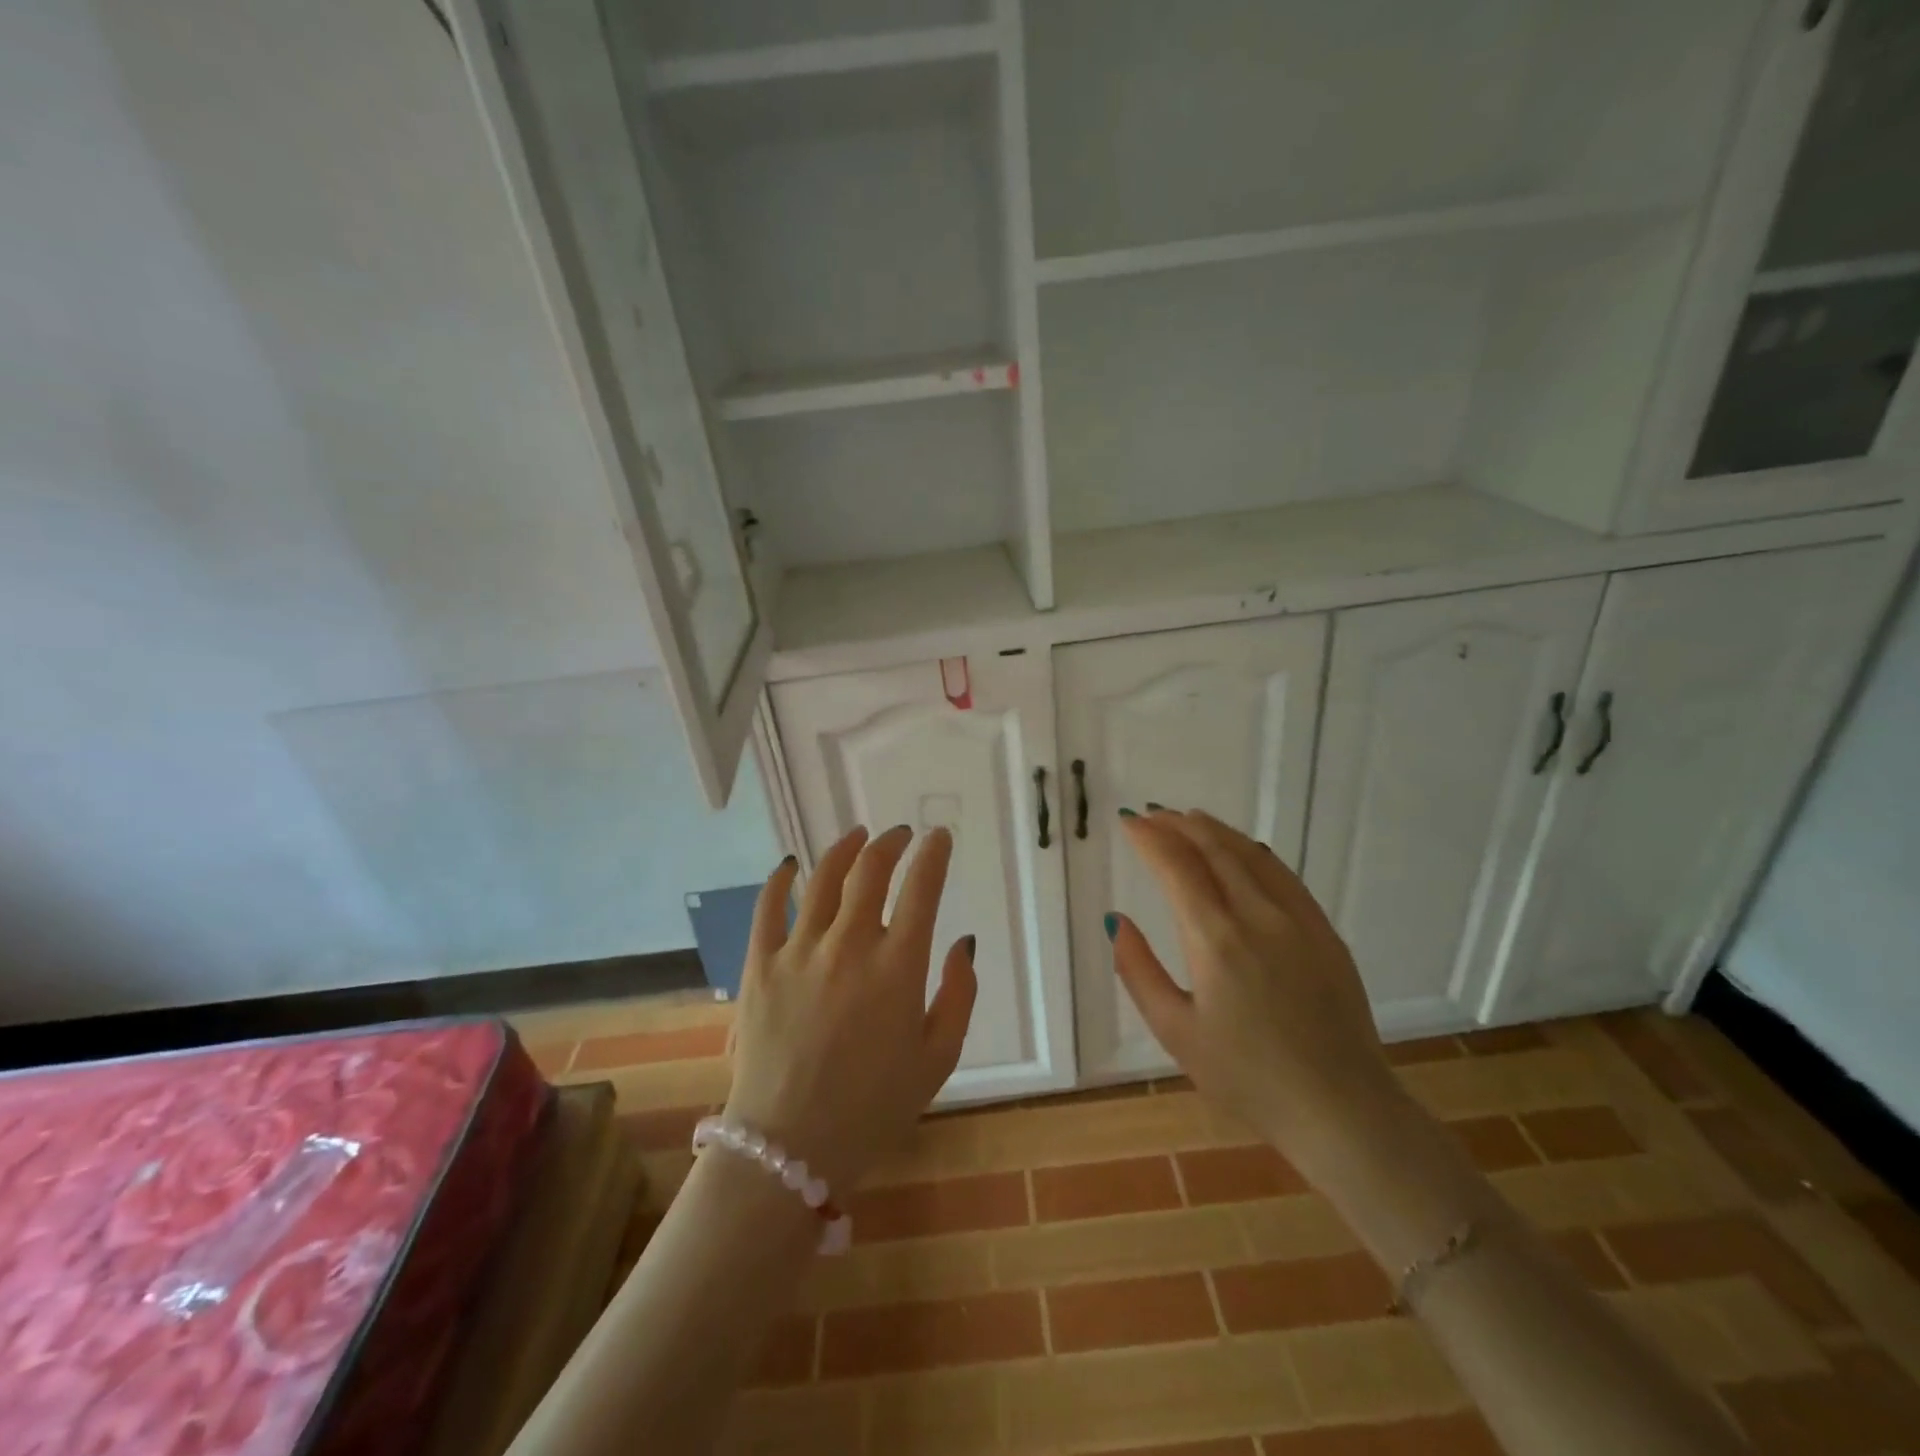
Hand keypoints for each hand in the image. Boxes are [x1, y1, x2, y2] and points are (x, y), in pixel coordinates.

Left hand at [723, 825, 976, 1194]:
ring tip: (857, 836)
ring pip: (823, 878)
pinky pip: (768, 907)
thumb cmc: (874, 1107)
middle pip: (871, 870)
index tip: (939, 837)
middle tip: (901, 835)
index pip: (921, 887)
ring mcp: (799, 951)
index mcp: (897, 966)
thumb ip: (959, 994)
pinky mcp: (759, 965)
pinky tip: (790, 864)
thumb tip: (963, 942)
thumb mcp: (938, 1058)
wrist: (790, 1148)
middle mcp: (849, 944)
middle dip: (891, 842)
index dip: (933, 854)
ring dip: (845, 848)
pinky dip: (781, 879)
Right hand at [1109, 809, 1402, 1180]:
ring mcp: (1298, 920)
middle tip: (1152, 814)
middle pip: (1214, 849)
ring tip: (1189, 819)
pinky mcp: (1325, 932)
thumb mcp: (1176, 1032)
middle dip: (1178, 825)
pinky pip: (1283, 875)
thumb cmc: (1248, 1078)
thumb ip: (1138, 971)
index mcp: (1216, 940)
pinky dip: (1253, 852)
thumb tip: (1118, 920)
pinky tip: (1242, 851)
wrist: (1341, 1110)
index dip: (1149, 838)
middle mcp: (1258, 916)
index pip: (1176, 867)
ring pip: (1251, 854)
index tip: (1128, 822)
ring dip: (1215, 831)